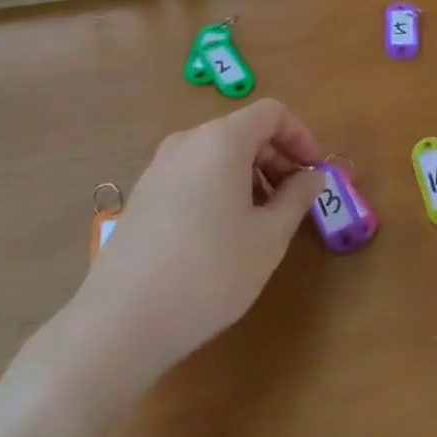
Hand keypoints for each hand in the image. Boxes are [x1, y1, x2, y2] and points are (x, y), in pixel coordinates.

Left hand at [75, 99, 324, 375]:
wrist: (121, 323)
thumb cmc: (210, 271)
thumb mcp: (269, 236)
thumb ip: (297, 197)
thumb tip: (313, 175)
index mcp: (221, 140)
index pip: (272, 113)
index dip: (301, 136)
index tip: (315, 173)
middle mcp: (187, 143)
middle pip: (243, 132)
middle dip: (277, 160)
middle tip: (295, 202)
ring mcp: (158, 169)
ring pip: (217, 156)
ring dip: (250, 177)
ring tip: (262, 224)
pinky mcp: (142, 198)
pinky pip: (193, 177)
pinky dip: (220, 190)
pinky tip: (223, 237)